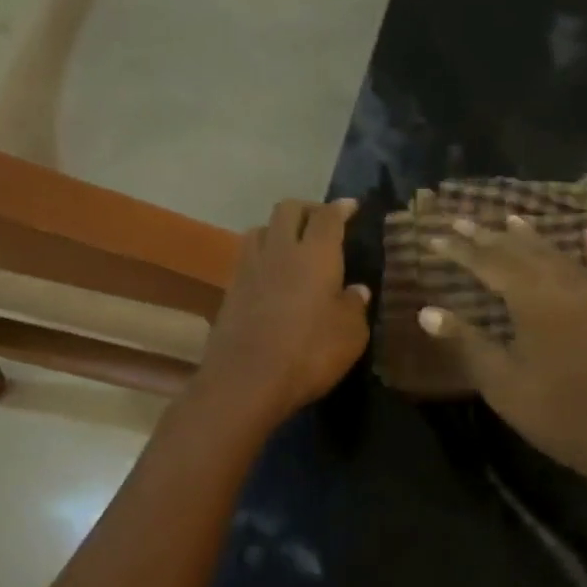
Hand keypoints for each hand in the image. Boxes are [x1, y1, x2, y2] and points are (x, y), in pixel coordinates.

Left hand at [192, 199, 371, 429]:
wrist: (246, 380)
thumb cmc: (309, 353)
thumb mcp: (350, 335)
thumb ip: (354, 306)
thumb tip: (355, 290)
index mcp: (316, 254)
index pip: (328, 216)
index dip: (341, 207)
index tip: (351, 206)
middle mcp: (280, 250)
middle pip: (288, 209)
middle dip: (307, 208)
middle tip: (322, 221)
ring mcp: (250, 267)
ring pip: (261, 228)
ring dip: (278, 228)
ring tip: (291, 245)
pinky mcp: (230, 288)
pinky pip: (248, 256)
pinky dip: (263, 255)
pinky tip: (271, 274)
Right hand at [419, 217, 586, 504]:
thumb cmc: (557, 413)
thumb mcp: (502, 383)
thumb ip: (466, 342)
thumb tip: (426, 312)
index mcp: (532, 301)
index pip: (488, 264)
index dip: (460, 250)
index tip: (435, 236)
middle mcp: (564, 285)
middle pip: (521, 252)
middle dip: (489, 236)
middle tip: (462, 219)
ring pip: (558, 254)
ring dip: (532, 237)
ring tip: (510, 219)